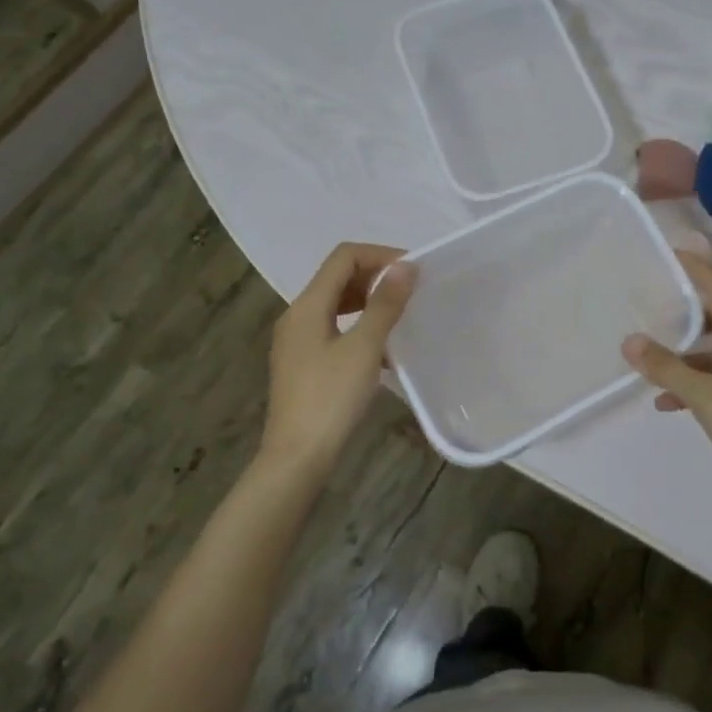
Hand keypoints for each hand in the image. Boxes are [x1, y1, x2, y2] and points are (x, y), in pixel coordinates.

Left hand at [260, 243, 415, 476]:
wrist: (298, 456)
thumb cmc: (331, 398)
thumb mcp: (363, 348)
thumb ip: (385, 305)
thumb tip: (406, 266)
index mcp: (307, 306)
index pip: (343, 257)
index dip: (380, 255)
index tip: (413, 271)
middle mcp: (297, 316)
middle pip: (338, 277)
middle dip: (375, 276)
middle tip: (411, 290)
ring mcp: (298, 341)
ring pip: (337, 304)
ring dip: (369, 301)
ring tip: (401, 314)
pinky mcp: (304, 363)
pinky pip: (334, 328)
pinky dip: (359, 326)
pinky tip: (383, 349)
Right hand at [622, 251, 711, 514]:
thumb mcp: (704, 396)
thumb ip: (666, 367)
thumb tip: (629, 340)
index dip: (693, 266)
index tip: (666, 252)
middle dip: (683, 310)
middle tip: (649, 304)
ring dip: (685, 353)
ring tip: (650, 360)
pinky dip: (697, 381)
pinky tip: (669, 403)